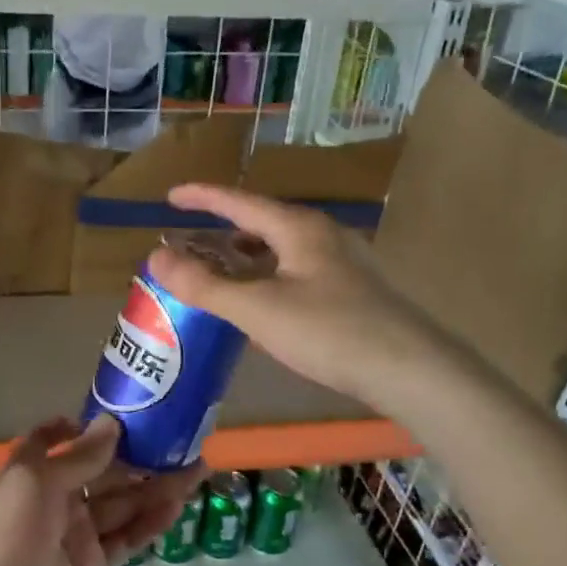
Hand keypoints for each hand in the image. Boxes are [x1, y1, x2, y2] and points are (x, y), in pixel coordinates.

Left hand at [0, 415, 202, 565]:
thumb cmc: (9, 537)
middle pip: (102, 472)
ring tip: (197, 470)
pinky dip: (151, 523)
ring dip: (155, 487)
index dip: (82, 428)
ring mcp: (76, 534)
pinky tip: (178, 506)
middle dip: (138, 457)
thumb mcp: (37, 483)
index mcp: (32, 473)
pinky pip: (126, 538)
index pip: (54, 441)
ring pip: (122, 503)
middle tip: (182, 442)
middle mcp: (55, 499)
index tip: (119, 416)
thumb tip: (112, 423)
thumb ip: (79, 457)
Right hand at [147, 182, 437, 403]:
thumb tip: (156, 258)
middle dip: (222, 232)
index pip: (240, 202)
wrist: (410, 370)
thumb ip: (204, 285)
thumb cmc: (329, 332)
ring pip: (281, 250)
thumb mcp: (258, 309)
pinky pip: (297, 272)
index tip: (171, 195)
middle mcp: (323, 236)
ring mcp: (343, 263)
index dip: (202, 197)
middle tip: (189, 245)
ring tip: (218, 274)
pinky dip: (268, 278)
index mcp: (299, 228)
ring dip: (246, 258)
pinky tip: (262, 304)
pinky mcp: (353, 291)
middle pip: (262, 223)